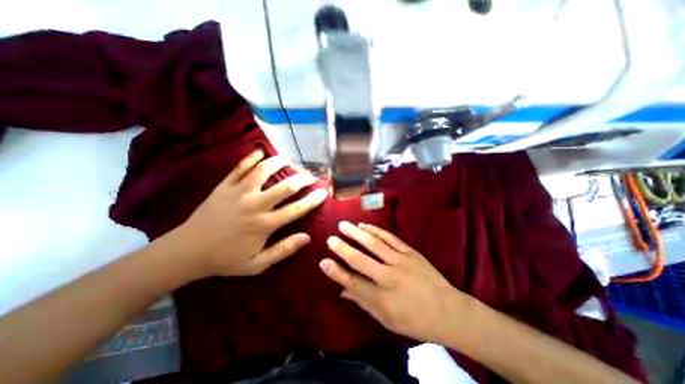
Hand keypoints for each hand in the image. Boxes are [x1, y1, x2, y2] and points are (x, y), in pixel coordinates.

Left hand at [175, 150, 328, 279]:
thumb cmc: (226, 259)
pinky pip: (239, 168)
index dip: (312, 200)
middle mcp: (254, 205)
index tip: (323, 192)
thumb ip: (283, 250)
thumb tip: (307, 238)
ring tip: (288, 160)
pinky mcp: (224, 186)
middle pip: (285, 187)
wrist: (188, 251)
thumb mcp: (257, 264)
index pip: (296, 209)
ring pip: (263, 171)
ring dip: (278, 163)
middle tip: (310, 175)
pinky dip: (251, 157)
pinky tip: (260, 151)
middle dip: (302, 179)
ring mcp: (238, 193)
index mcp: (264, 224)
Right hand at [318, 221, 468, 343]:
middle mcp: (390, 277)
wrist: (449, 310)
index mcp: (383, 299)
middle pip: (361, 260)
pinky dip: (376, 230)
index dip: (337, 273)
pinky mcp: (411, 252)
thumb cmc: (416, 320)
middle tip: (330, 239)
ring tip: (343, 225)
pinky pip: (390, 238)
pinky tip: (365, 225)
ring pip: (374, 244)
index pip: (353, 283)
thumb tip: (343, 292)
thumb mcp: (388, 320)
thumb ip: (364, 303)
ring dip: (357, 233)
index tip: (323, 262)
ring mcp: (401, 261)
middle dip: (343, 249)